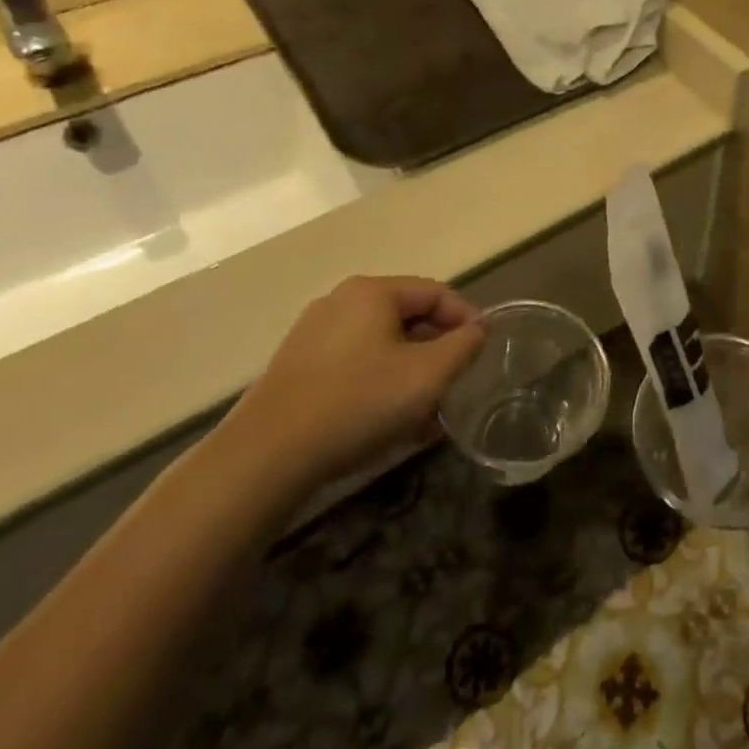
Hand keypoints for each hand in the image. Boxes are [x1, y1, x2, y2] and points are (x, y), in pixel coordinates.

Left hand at [226, 275, 484, 489]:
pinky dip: (380, 384)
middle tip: (456, 384)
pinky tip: (389, 422)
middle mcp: (340, 302)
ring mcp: (313, 335)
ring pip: (381, 345)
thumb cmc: (358, 403)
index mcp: (372, 292)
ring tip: (427, 412)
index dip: (466, 319)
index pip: (435, 293)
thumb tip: (477, 330)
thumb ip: (463, 346)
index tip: (483, 351)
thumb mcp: (428, 375)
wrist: (265, 457)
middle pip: (407, 317)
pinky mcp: (297, 368)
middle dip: (437, 351)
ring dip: (410, 373)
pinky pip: (354, 365)